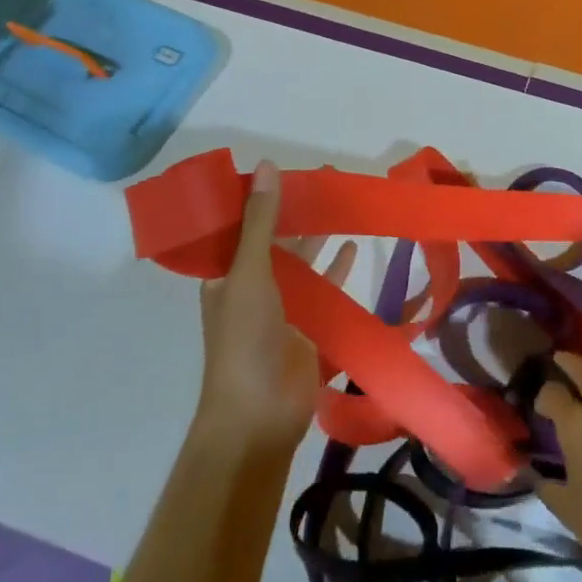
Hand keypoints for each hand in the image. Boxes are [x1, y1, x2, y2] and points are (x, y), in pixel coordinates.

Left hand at [195, 160, 355, 452]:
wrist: (258, 415)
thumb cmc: (244, 339)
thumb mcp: (248, 272)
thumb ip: (261, 221)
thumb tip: (267, 165)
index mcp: (226, 273)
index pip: (241, 224)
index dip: (260, 196)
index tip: (283, 168)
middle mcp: (252, 285)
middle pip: (277, 238)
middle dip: (297, 209)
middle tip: (325, 177)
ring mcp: (283, 307)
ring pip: (303, 260)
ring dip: (319, 234)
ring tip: (342, 201)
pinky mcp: (309, 325)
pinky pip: (325, 288)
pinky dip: (338, 269)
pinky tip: (354, 248)